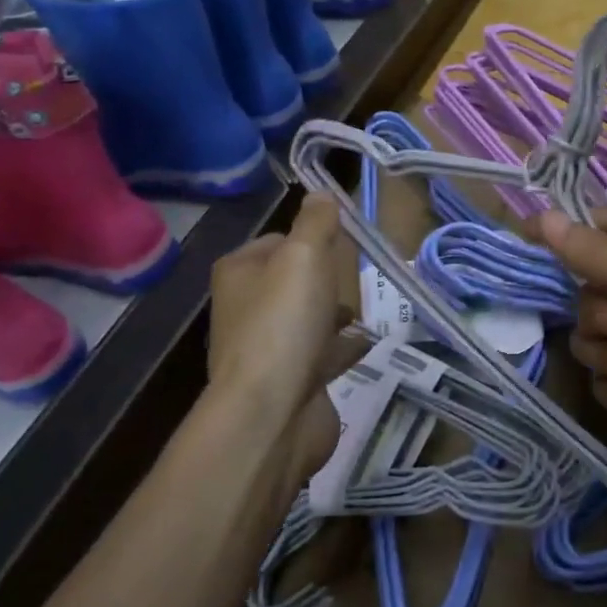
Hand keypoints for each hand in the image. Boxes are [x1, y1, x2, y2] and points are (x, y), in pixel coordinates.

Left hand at [208, 195, 355, 475]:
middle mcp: (247, 309)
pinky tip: (366, 343)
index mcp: (240, 274)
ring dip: (333, 314)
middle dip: (323, 278)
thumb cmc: (285, 322)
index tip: (341, 240)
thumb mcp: (304, 256)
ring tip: (362, 310)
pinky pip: (322, 355)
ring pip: (307, 319)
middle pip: (292, 281)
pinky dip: (343, 348)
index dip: (308, 237)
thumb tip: (321, 194)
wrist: (273, 412)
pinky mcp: (292, 383)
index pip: (276, 241)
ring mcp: (268, 350)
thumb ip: (316, 222)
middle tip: (354, 275)